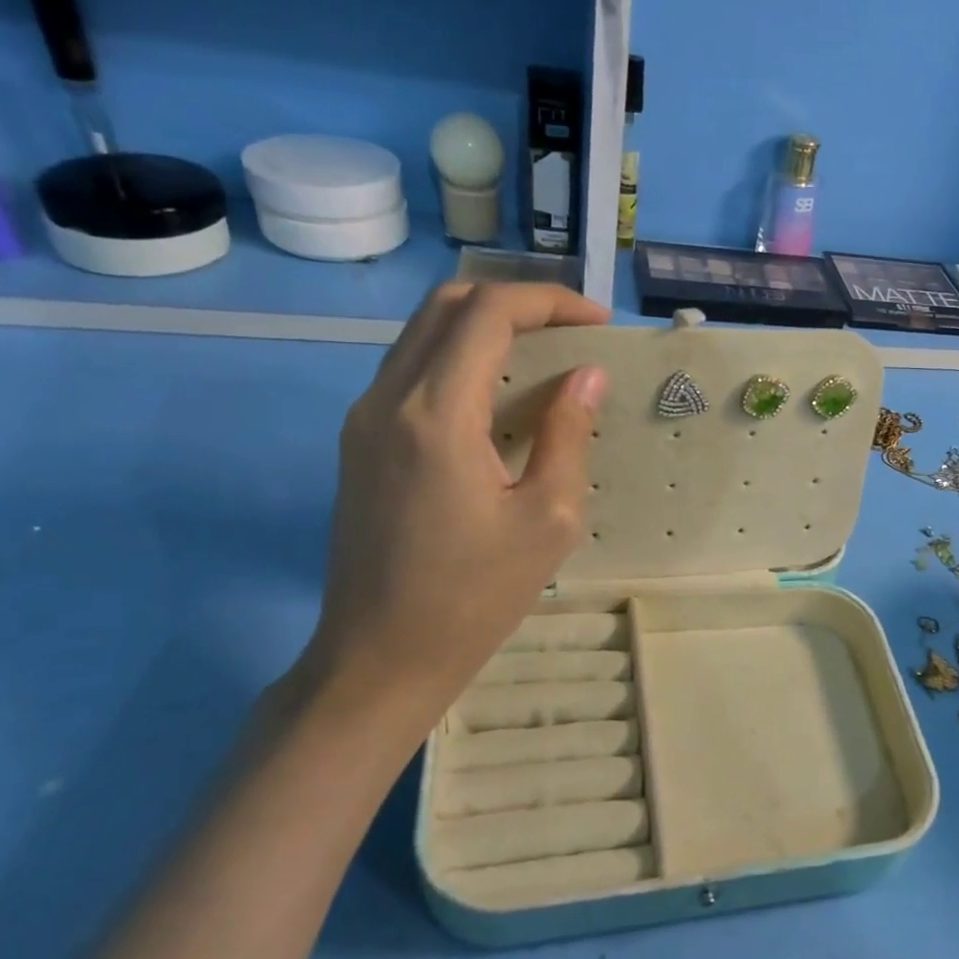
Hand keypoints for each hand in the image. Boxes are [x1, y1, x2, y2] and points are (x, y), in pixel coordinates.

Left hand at [303, 281, 608, 728]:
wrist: (380, 657)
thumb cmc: (475, 596)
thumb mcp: (548, 520)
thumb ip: (567, 435)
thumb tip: (587, 377)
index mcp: (436, 414)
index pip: (488, 313)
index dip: (548, 302)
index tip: (598, 323)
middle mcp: (388, 398)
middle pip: (447, 305)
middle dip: (517, 302)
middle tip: (572, 329)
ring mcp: (365, 418)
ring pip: (424, 332)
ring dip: (485, 325)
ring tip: (544, 354)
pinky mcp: (360, 441)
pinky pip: (412, 369)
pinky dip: (460, 357)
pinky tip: (499, 394)